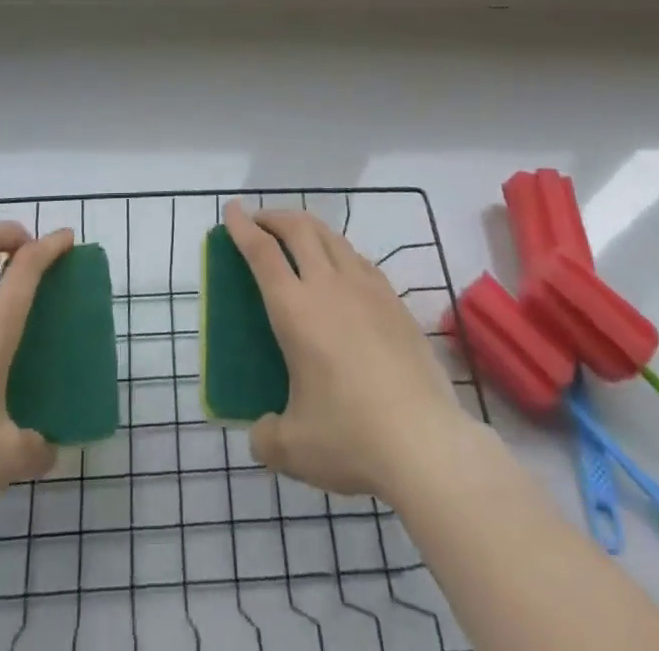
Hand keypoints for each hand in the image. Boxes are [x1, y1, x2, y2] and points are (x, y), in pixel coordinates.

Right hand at [223, 200, 472, 503]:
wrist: (427, 444)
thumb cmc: (351, 439)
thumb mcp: (293, 449)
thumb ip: (267, 436)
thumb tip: (262, 432)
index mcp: (295, 310)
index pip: (262, 252)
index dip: (242, 227)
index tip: (232, 210)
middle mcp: (329, 286)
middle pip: (299, 229)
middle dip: (275, 217)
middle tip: (261, 222)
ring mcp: (368, 290)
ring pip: (333, 237)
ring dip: (308, 228)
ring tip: (298, 239)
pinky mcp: (396, 303)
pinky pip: (360, 260)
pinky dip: (340, 252)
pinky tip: (342, 272)